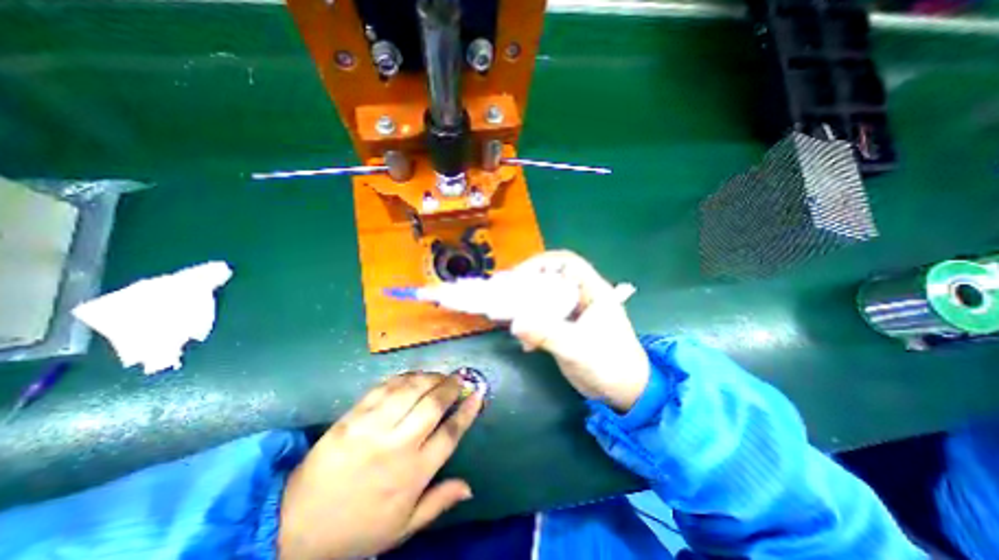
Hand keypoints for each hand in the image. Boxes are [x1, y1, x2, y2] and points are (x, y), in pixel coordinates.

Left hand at [280, 371, 484, 559]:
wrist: (296, 525)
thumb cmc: (358, 527)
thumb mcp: (403, 526)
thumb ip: (439, 502)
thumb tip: (470, 487)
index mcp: (414, 473)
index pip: (451, 433)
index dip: (468, 410)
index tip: (477, 393)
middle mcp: (398, 446)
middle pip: (433, 405)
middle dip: (450, 386)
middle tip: (458, 378)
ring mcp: (373, 428)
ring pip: (410, 390)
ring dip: (429, 377)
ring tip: (438, 375)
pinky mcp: (353, 417)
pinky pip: (384, 388)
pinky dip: (403, 377)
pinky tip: (412, 376)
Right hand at [510, 252, 653, 413]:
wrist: (623, 391)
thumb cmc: (610, 364)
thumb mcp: (579, 348)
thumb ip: (548, 335)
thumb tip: (516, 325)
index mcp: (593, 291)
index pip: (567, 263)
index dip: (542, 263)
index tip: (519, 275)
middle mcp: (581, 297)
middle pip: (551, 278)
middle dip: (528, 283)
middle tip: (506, 293)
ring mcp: (571, 313)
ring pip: (544, 298)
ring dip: (526, 305)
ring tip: (508, 314)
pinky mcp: (563, 328)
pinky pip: (542, 318)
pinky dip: (530, 326)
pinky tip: (525, 343)